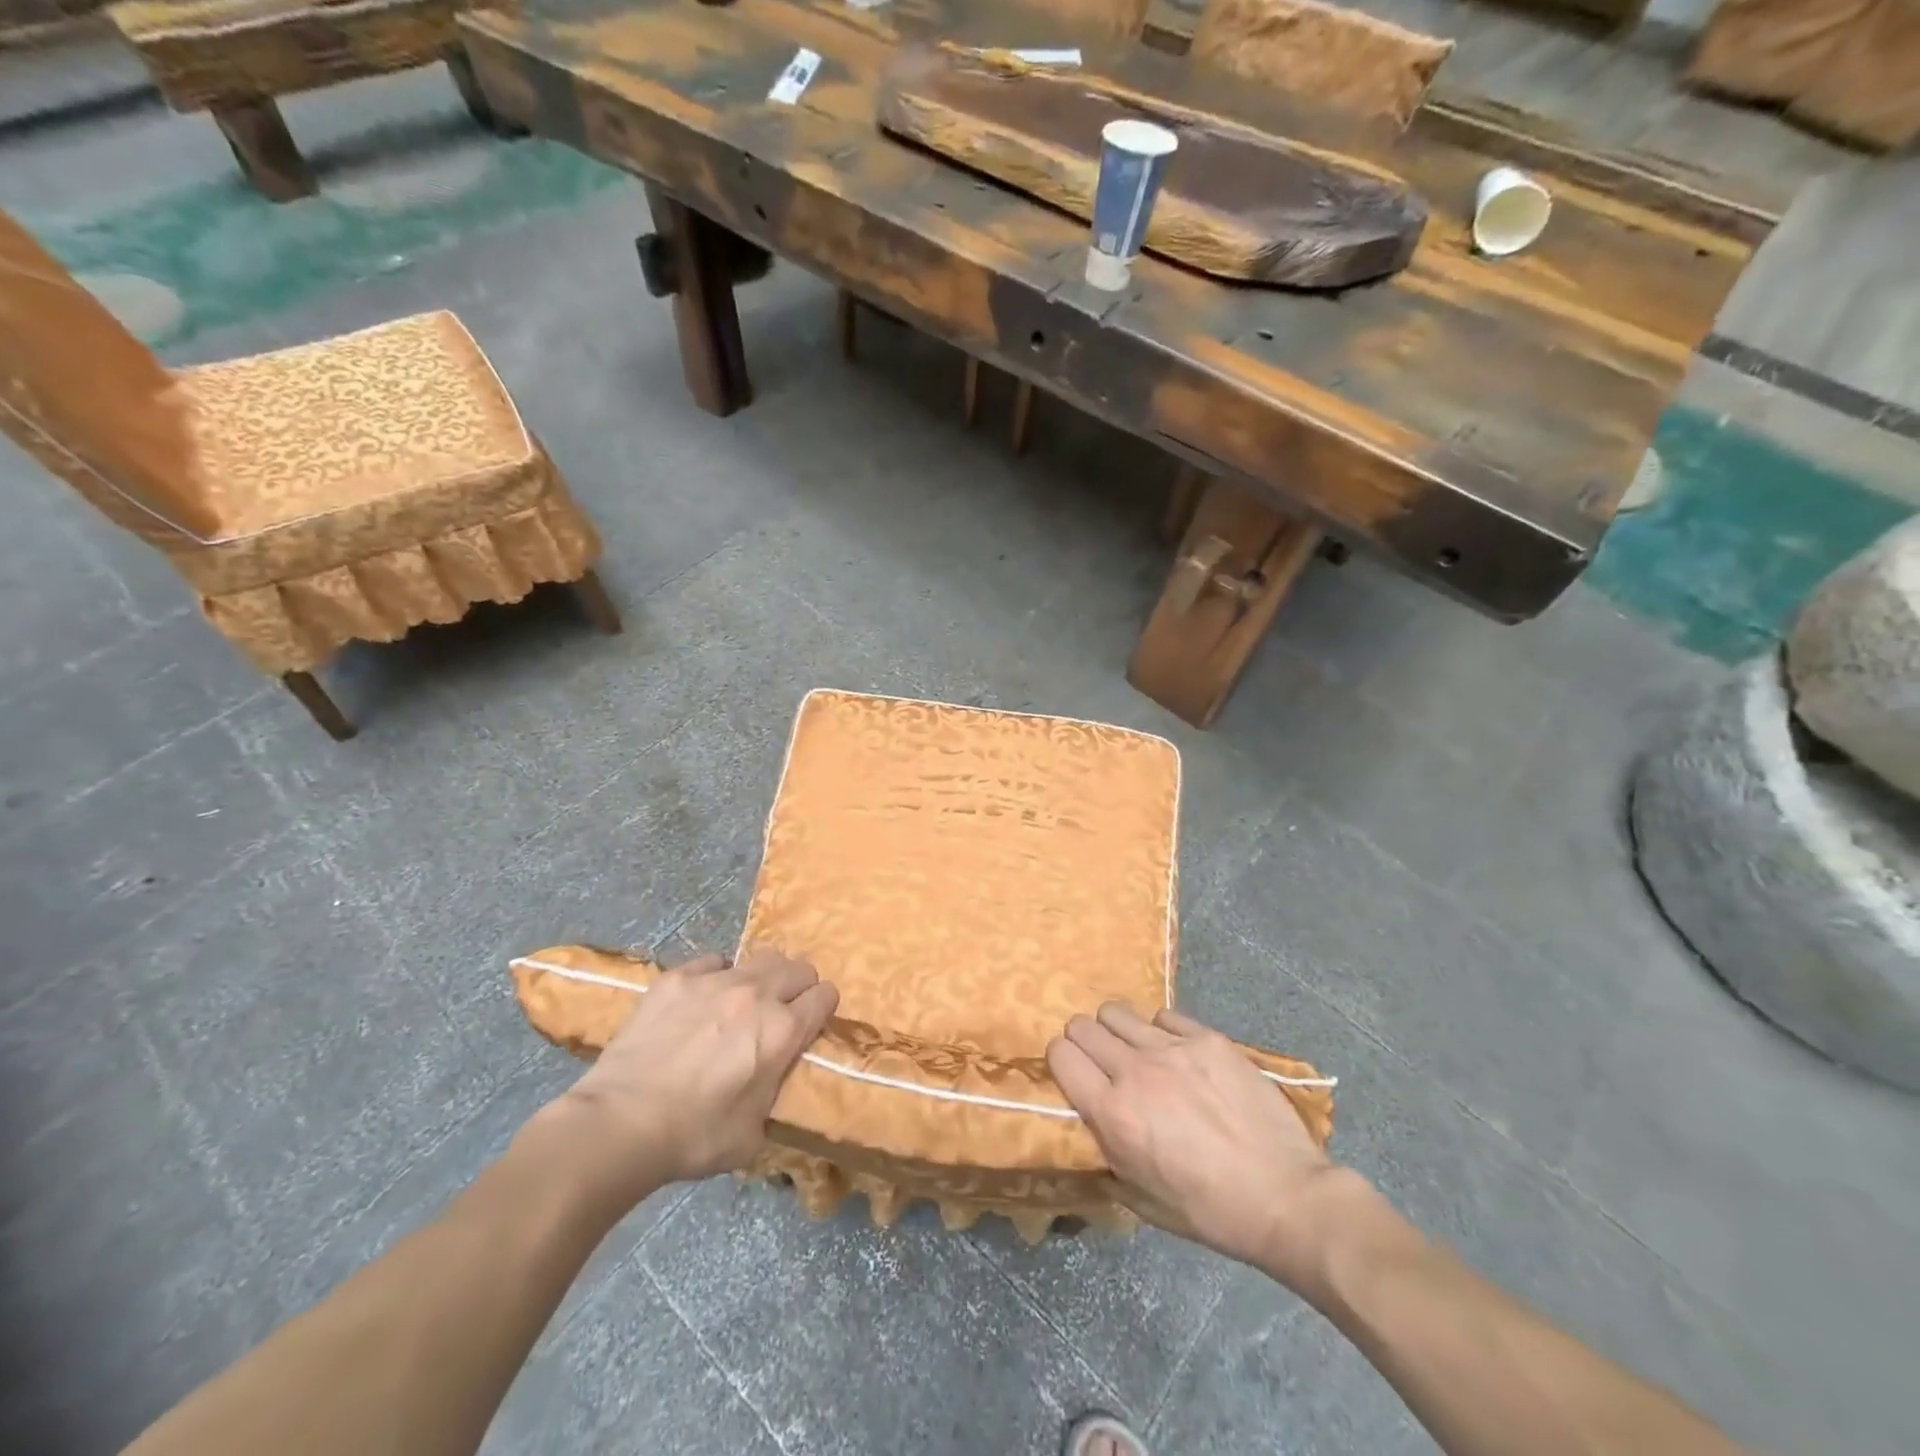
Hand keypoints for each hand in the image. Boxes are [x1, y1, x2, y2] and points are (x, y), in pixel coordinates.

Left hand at [551, 950, 837, 1203]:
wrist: (619, 1124)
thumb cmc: (694, 1137)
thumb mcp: (753, 1133)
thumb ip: (774, 1093)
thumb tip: (773, 1079)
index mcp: (783, 1031)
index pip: (825, 997)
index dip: (823, 1008)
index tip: (813, 1021)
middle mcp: (757, 994)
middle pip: (798, 967)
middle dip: (799, 986)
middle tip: (784, 1009)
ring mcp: (714, 979)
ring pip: (759, 957)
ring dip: (762, 977)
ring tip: (744, 1000)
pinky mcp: (676, 977)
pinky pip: (713, 961)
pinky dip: (716, 975)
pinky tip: (702, 999)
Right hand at [1047, 1003, 1350, 1279]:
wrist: (1286, 1196)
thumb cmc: (1209, 1211)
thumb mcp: (1140, 1199)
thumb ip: (1105, 1153)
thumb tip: (1089, 1124)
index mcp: (1114, 1113)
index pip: (1060, 1055)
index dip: (1060, 1061)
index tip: (1072, 1074)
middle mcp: (1135, 1071)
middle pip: (1084, 1026)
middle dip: (1084, 1042)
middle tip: (1102, 1063)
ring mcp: (1173, 1049)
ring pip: (1118, 1012)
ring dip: (1118, 1030)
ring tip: (1137, 1052)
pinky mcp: (1208, 1038)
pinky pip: (1165, 1017)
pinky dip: (1161, 1032)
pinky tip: (1179, 1055)